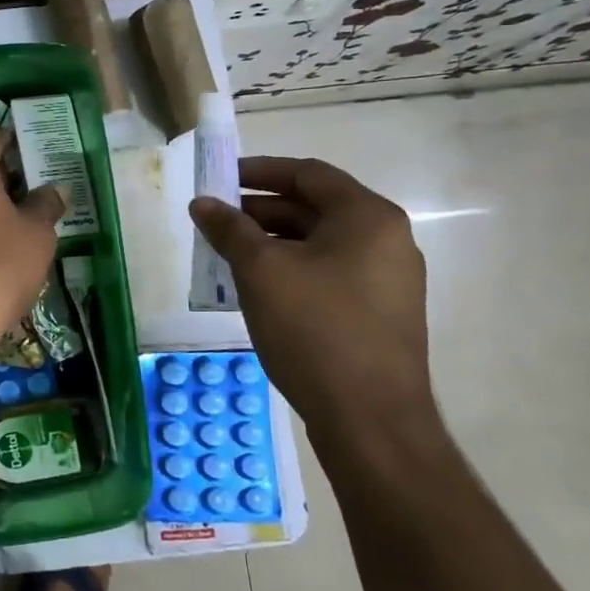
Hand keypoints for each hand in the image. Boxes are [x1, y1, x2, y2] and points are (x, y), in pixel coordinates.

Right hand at [189, 156, 433, 448]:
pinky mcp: (378, 314)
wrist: (370, 420)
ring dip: (272, 242)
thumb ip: (230, 229)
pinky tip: (256, 289)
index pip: (308, 174)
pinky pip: (328, 274)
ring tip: (227, 256)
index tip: (219, 178)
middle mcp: (386, 241)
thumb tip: (202, 203)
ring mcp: (387, 281)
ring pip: (319, 244)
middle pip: (314, 208)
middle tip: (215, 221)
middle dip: (260, 211)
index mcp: (367, 217)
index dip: (259, 170)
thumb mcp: (261, 270)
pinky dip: (291, 270)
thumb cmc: (315, 328)